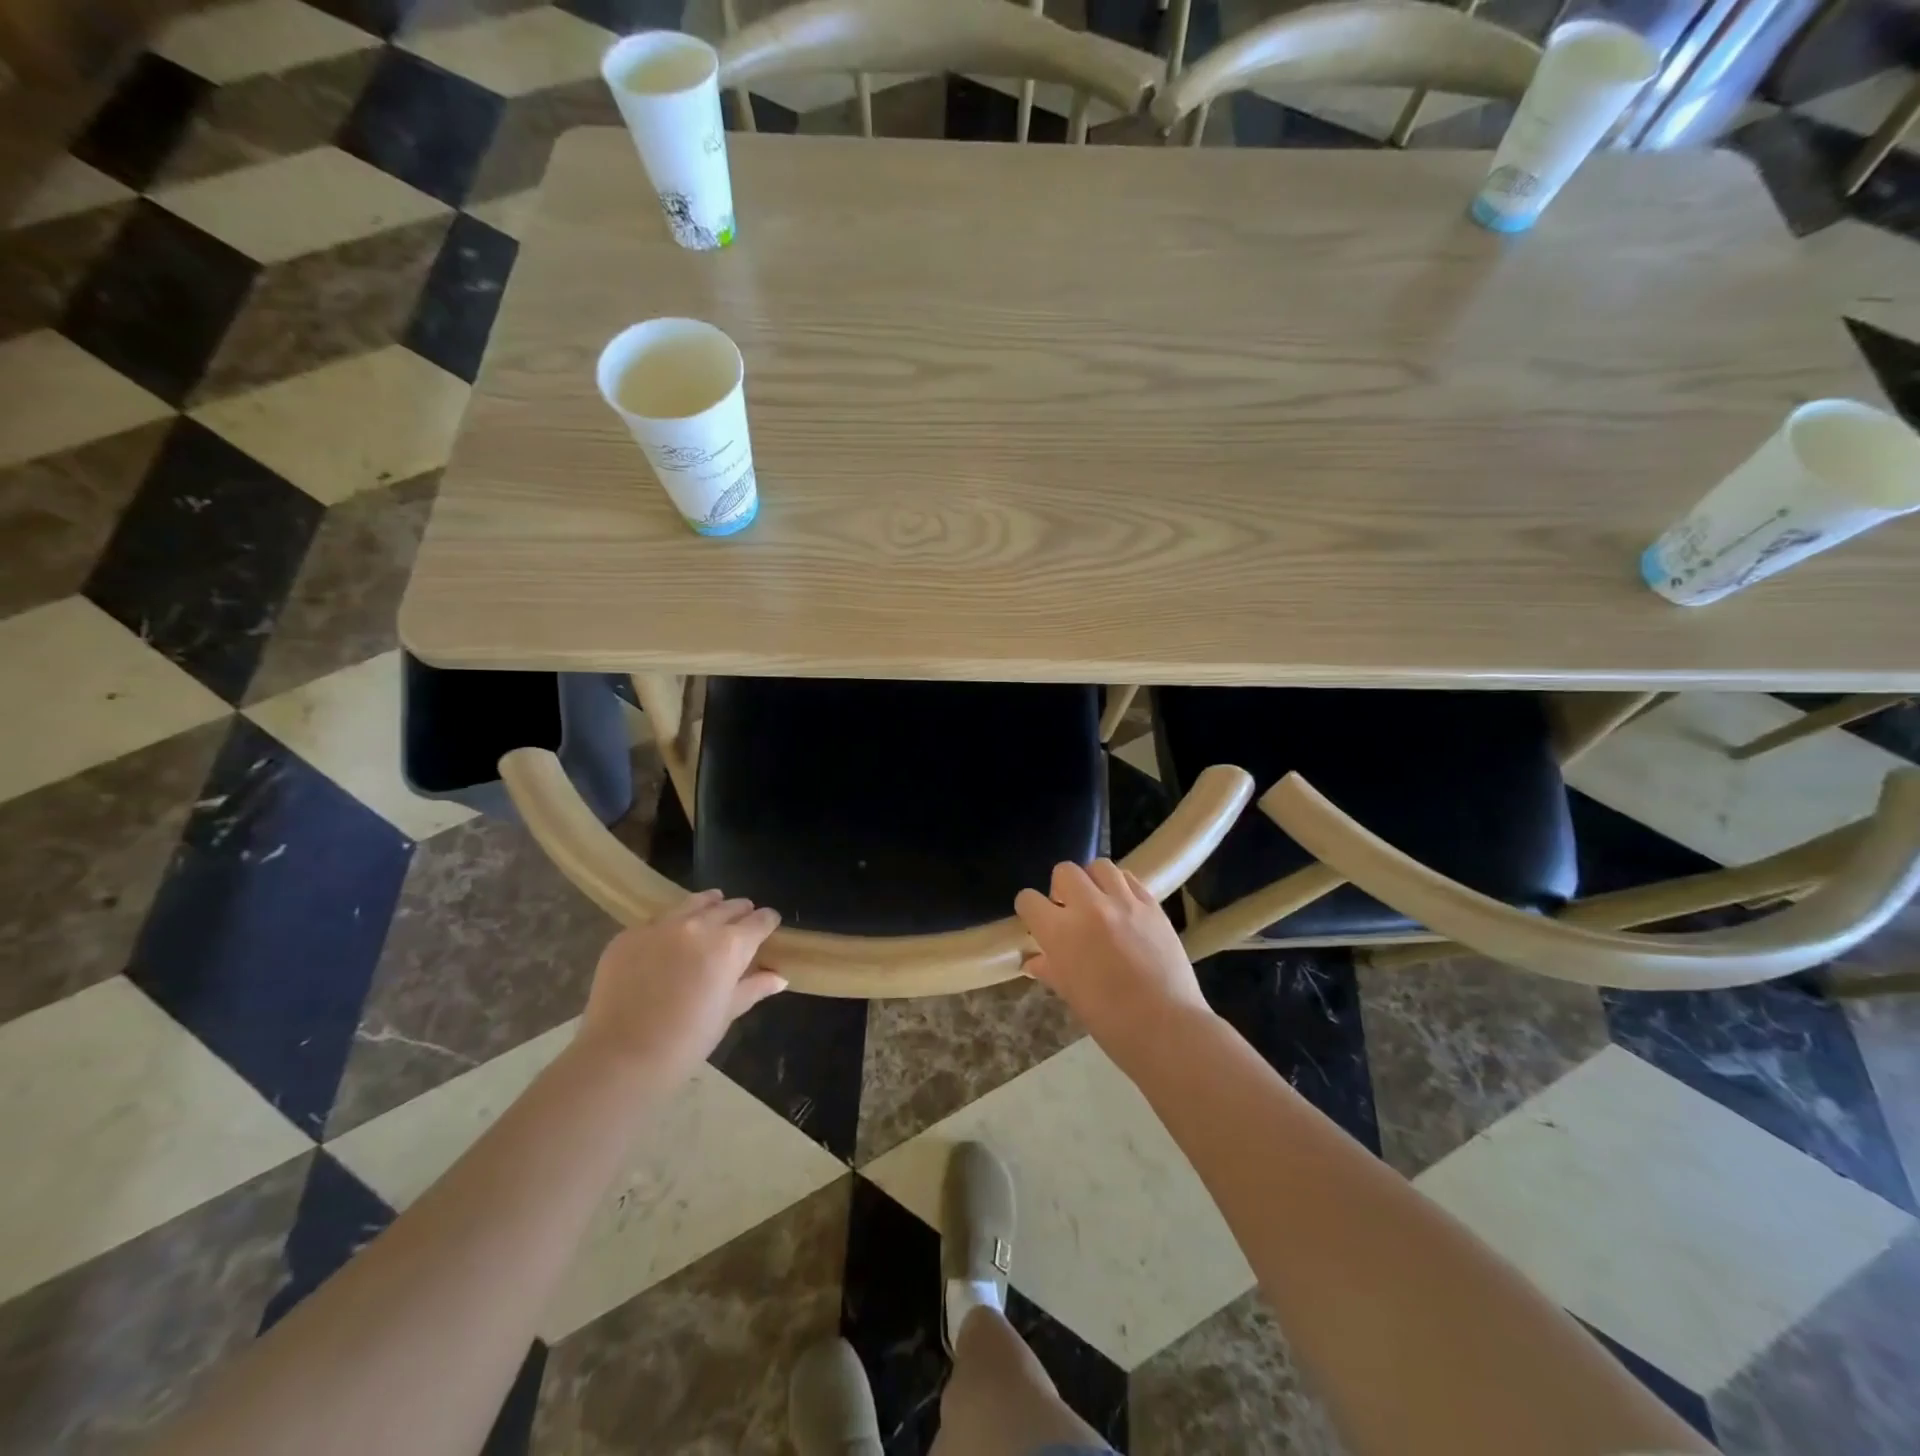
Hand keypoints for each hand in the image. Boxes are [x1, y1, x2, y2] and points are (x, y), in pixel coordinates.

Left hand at [574, 890, 785, 1084]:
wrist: (621, 1058)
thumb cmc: (686, 1041)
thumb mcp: (727, 1013)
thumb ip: (754, 987)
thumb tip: (779, 977)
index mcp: (729, 945)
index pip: (759, 919)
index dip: (767, 922)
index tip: (769, 926)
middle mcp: (698, 925)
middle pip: (728, 906)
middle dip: (739, 912)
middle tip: (741, 923)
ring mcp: (660, 926)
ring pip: (692, 903)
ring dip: (707, 907)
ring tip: (710, 915)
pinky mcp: (628, 935)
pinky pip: (658, 921)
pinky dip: (670, 926)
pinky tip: (667, 943)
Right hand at [1014, 860, 1212, 1065]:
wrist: (1167, 1028)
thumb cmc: (1110, 1020)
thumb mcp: (1070, 994)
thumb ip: (1050, 969)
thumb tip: (1033, 961)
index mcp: (1061, 932)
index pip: (1029, 900)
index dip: (1030, 910)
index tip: (1037, 921)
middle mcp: (1089, 907)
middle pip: (1064, 871)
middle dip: (1061, 888)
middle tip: (1070, 911)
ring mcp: (1124, 902)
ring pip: (1100, 866)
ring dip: (1093, 881)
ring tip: (1099, 903)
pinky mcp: (1152, 905)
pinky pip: (1130, 879)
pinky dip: (1121, 887)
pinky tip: (1124, 908)